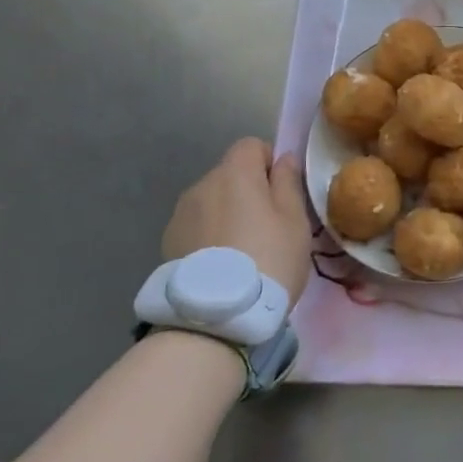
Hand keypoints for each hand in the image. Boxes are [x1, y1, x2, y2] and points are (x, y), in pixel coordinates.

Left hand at [161, 138, 311, 303]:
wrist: (217, 315)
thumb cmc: (269, 259)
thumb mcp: (294, 221)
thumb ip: (288, 183)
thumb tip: (284, 158)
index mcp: (235, 173)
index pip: (251, 146)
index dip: (269, 163)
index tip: (282, 194)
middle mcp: (202, 184)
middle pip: (231, 174)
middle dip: (249, 191)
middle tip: (268, 227)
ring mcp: (180, 214)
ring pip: (213, 201)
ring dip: (227, 214)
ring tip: (243, 250)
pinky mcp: (168, 242)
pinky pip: (197, 225)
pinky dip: (210, 235)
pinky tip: (222, 264)